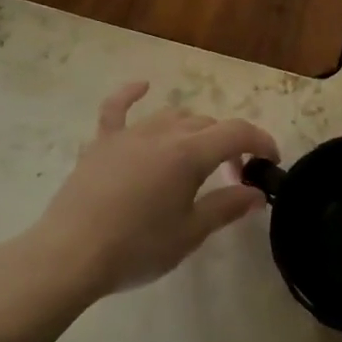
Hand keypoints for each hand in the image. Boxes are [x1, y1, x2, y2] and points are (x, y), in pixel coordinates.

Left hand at [29, 82, 278, 300]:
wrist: (70, 255)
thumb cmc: (137, 248)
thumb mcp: (190, 233)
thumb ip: (226, 206)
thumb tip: (256, 193)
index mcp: (189, 153)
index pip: (237, 133)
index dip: (261, 142)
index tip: (271, 162)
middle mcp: (163, 132)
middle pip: (206, 125)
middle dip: (228, 145)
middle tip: (233, 178)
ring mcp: (129, 134)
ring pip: (172, 117)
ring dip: (193, 130)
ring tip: (198, 158)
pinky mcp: (102, 142)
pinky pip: (117, 108)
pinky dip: (131, 94)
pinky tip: (142, 86)